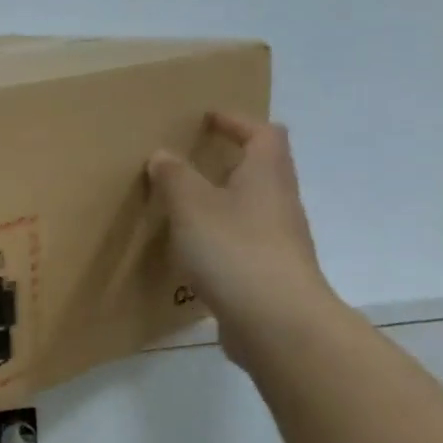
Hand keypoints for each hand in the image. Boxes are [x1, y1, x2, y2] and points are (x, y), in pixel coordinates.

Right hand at [146, 112, 338, 368]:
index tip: (206, 119)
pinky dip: (219, 236)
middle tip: (189, 161)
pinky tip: (192, 250)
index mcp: (265, 176)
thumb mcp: (191, 205)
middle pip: (261, 169)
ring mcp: (278, 241)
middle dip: (228, 161)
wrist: (277, 323)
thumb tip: (163, 154)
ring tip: (182, 205)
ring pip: (251, 207)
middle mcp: (279, 203)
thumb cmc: (234, 250)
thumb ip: (174, 177)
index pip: (263, 133)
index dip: (236, 121)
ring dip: (221, 200)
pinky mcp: (269, 273)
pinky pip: (243, 241)